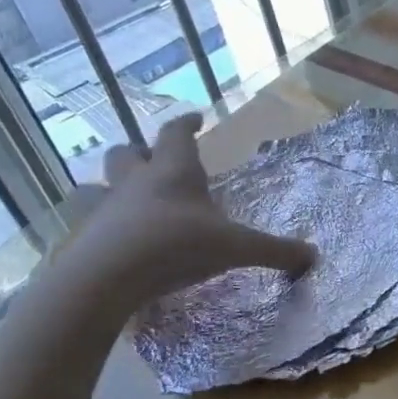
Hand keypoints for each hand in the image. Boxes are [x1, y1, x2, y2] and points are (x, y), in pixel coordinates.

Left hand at [60, 113, 315, 310]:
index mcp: (174, 172)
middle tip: (155, 159)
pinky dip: (100, 226)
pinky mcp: (83, 239)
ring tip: (126, 199)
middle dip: (140, 152)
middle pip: (127, 153)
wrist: (104, 279)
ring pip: (97, 186)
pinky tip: (114, 241)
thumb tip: (314, 256)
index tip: (196, 118)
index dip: (186, 124)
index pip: (177, 134)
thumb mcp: (236, 248)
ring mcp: (104, 210)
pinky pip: (89, 224)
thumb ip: (274, 250)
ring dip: (109, 187)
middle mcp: (135, 183)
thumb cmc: (175, 246)